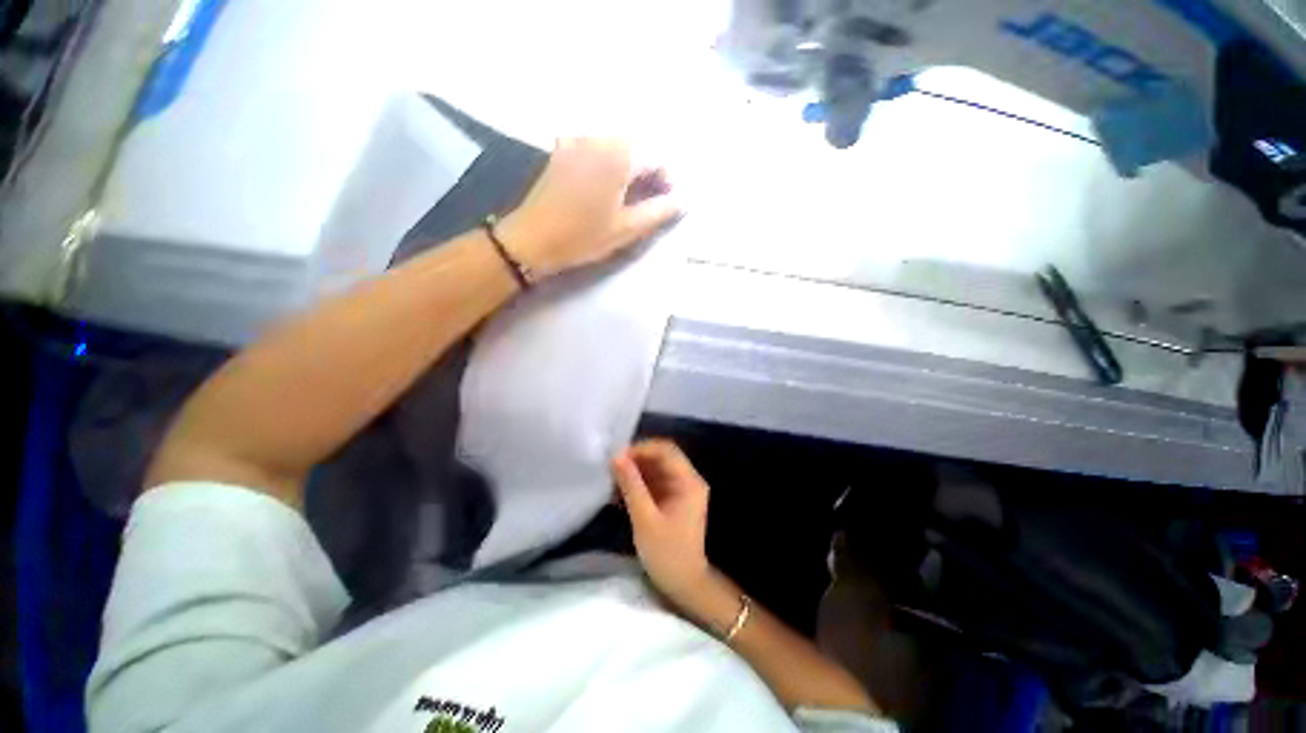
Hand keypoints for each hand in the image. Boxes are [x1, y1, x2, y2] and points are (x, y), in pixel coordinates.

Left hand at [499, 138, 679, 276]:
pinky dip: (609, 165)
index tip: (667, 204)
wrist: (531, 239)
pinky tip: (605, 188)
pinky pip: (597, 150)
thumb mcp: (626, 229)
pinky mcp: (563, 150)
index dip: (668, 181)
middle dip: (650, 173)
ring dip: (630, 169)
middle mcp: (599, 137)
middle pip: (637, 148)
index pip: (657, 157)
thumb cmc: (582, 236)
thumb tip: (683, 200)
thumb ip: (659, 211)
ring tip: (629, 198)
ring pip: (617, 148)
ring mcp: (577, 140)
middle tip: (649, 202)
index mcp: (618, 155)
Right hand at [612, 439, 712, 606]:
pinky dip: (637, 483)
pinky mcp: (672, 498)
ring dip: (634, 471)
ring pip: (655, 468)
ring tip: (611, 479)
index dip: (642, 448)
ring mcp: (680, 489)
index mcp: (688, 481)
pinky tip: (619, 492)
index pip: (666, 450)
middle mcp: (687, 479)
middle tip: (611, 467)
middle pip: (661, 457)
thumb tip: (616, 457)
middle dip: (636, 459)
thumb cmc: (667, 554)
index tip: (617, 456)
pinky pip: (653, 481)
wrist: (685, 585)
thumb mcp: (645, 519)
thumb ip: (631, 486)